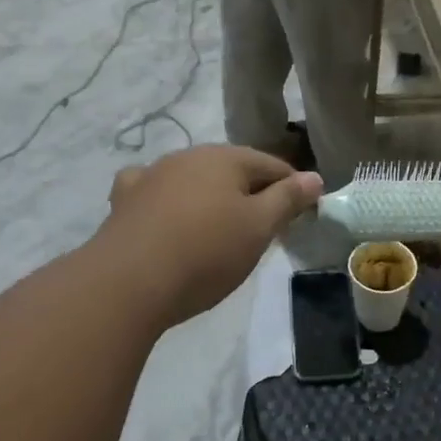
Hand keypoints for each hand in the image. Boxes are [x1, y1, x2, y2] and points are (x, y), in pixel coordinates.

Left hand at [103, 145, 321, 328]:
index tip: (303, 216)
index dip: (293, 188)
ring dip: (213, 198)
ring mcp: (152, 176)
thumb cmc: (206, 253)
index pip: (272, 166)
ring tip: (221, 230)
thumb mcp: (259, 228)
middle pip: (232, 170)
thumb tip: (314, 177)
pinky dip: (170, 202)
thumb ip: (288, 199)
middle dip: (253, 193)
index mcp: (224, 158)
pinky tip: (168, 216)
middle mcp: (187, 157)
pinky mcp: (125, 201)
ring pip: (195, 181)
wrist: (127, 283)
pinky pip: (157, 193)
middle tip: (266, 229)